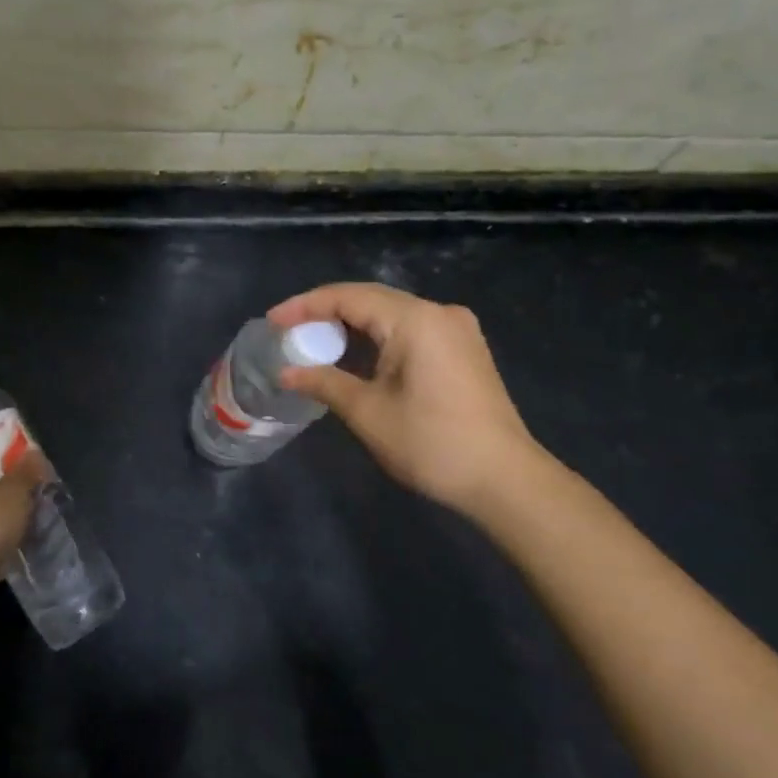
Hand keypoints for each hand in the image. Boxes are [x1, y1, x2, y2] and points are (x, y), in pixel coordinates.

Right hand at [270, 282, 547, 517]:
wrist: (505, 480)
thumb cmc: (432, 444)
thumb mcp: (368, 413)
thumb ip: (324, 383)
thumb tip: (285, 373)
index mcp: (415, 319)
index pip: (349, 297)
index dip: (305, 306)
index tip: (272, 322)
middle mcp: (439, 312)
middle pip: (371, 299)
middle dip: (326, 312)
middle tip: (289, 331)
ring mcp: (457, 329)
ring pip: (391, 314)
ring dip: (352, 325)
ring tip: (315, 342)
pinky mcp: (464, 349)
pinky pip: (411, 329)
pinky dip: (378, 337)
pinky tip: (357, 355)